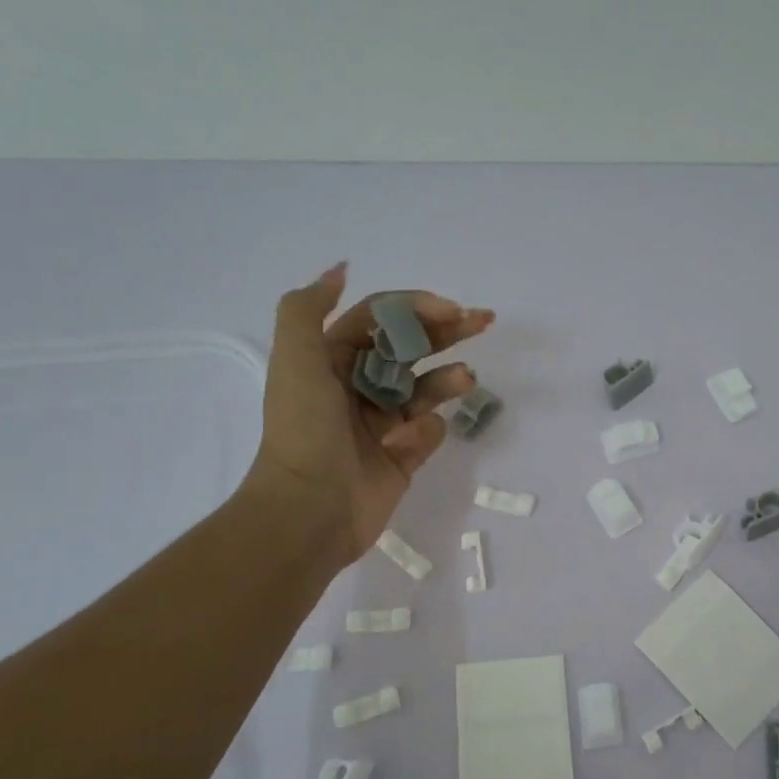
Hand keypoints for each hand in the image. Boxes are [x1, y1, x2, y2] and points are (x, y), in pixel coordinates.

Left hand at [241, 263, 493, 561]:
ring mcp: (382, 424)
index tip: (451, 310)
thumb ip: (308, 307)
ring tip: (465, 379)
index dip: (415, 308)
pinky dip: (429, 430)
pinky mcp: (402, 457)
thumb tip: (339, 269)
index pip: (380, 319)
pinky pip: (429, 432)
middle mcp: (358, 386)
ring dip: (447, 378)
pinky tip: (414, 439)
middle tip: (483, 322)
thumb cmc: (305, 429)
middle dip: (446, 331)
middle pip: (410, 348)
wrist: (309, 509)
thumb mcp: (295, 357)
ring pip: (425, 388)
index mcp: (332, 359)